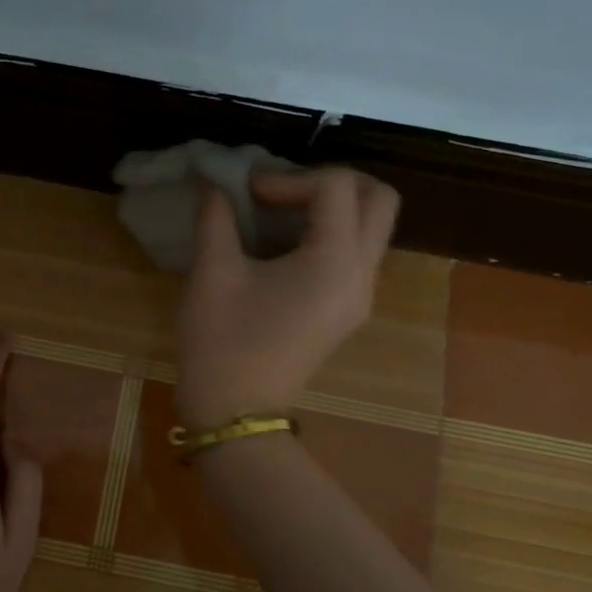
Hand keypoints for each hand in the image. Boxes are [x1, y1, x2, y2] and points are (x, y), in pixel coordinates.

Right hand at [175, 168, 400, 428]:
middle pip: (380, 200)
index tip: (247, 193)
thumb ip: (216, 216)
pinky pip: (356, 254)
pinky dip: (329, 234)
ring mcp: (360, 296)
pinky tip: (282, 245)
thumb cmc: (222, 342)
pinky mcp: (347, 311)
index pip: (335, 187)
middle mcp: (362, 275)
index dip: (288, 177)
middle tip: (284, 190)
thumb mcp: (212, 272)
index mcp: (334, 262)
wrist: (235, 413)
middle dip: (333, 181)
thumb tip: (212, 179)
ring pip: (372, 227)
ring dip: (333, 207)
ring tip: (280, 214)